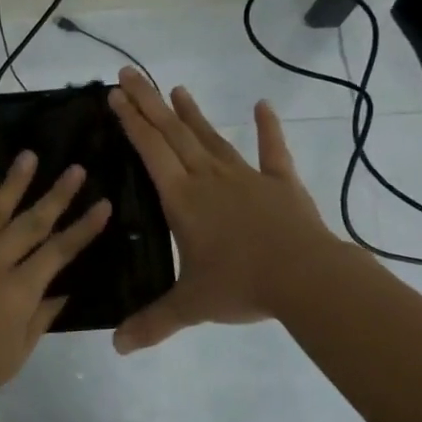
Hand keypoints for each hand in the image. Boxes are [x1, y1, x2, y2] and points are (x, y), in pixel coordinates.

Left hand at [0, 151, 111, 421]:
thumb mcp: (14, 355)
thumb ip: (39, 319)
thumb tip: (61, 291)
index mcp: (17, 293)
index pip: (58, 252)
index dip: (83, 228)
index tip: (103, 204)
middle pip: (30, 222)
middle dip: (56, 194)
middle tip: (75, 168)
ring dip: (12, 184)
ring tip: (29, 157)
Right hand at [109, 67, 335, 352]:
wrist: (306, 278)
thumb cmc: (241, 285)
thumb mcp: (190, 306)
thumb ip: (152, 323)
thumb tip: (116, 348)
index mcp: (183, 199)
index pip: (150, 151)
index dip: (131, 122)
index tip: (115, 94)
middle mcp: (209, 178)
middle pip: (174, 133)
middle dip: (149, 102)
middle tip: (131, 73)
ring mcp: (246, 177)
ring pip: (212, 138)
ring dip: (192, 113)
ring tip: (176, 88)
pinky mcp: (281, 184)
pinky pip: (272, 152)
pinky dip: (268, 129)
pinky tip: (262, 106)